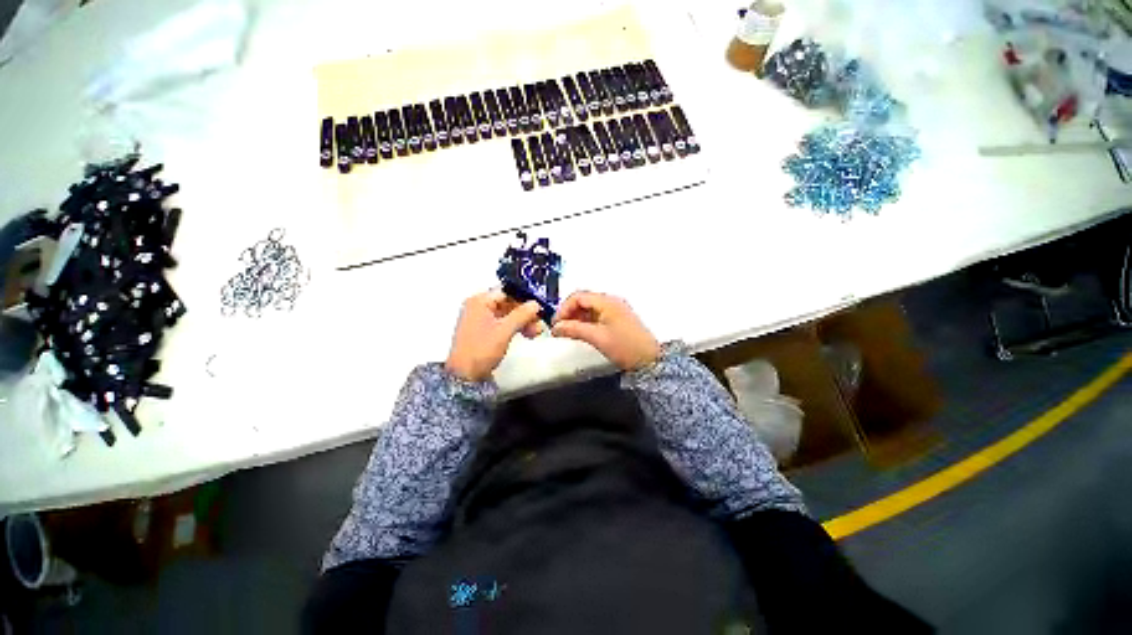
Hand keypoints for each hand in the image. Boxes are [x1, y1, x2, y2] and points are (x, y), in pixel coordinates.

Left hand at [445, 290, 543, 381]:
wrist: (465, 376)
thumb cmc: (481, 349)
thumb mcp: (505, 330)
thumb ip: (522, 314)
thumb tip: (536, 303)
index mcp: (479, 301)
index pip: (507, 292)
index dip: (524, 298)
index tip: (538, 307)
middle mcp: (478, 307)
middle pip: (508, 303)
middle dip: (525, 313)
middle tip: (539, 323)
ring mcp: (481, 319)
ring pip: (507, 314)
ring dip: (523, 321)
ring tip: (535, 332)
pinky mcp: (484, 331)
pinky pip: (503, 323)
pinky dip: (515, 327)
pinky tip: (526, 334)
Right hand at [551, 291, 660, 370]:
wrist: (650, 360)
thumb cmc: (625, 347)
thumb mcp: (597, 337)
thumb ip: (574, 329)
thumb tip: (557, 327)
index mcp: (607, 301)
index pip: (578, 297)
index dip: (564, 308)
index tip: (556, 323)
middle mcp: (611, 301)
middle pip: (583, 300)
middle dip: (569, 313)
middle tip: (560, 328)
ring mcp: (616, 310)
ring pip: (590, 308)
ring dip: (577, 318)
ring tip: (569, 332)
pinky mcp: (618, 319)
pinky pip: (597, 315)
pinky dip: (586, 322)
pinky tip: (582, 332)